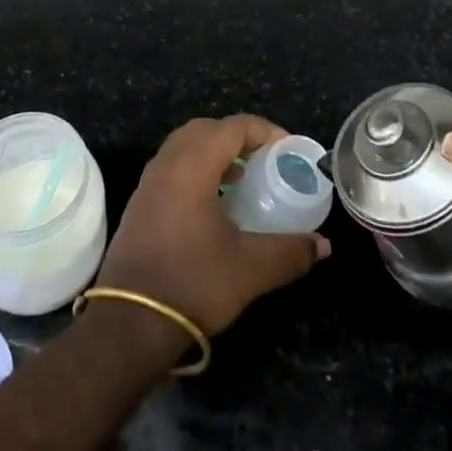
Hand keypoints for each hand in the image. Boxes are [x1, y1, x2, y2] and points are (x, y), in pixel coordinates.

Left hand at [96, 115, 329, 335]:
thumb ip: (290, 252)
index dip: (264, 131)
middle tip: (264, 159)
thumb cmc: (193, 283)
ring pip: (185, 147)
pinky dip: (197, 170)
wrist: (129, 323)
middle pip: (206, 129)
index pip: (233, 127)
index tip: (288, 150)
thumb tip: (323, 245)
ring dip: (215, 153)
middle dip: (238, 137)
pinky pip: (173, 167)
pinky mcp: (140, 204)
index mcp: (192, 165)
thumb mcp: (250, 269)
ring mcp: (149, 183)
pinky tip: (214, 204)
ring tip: (243, 179)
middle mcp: (167, 163)